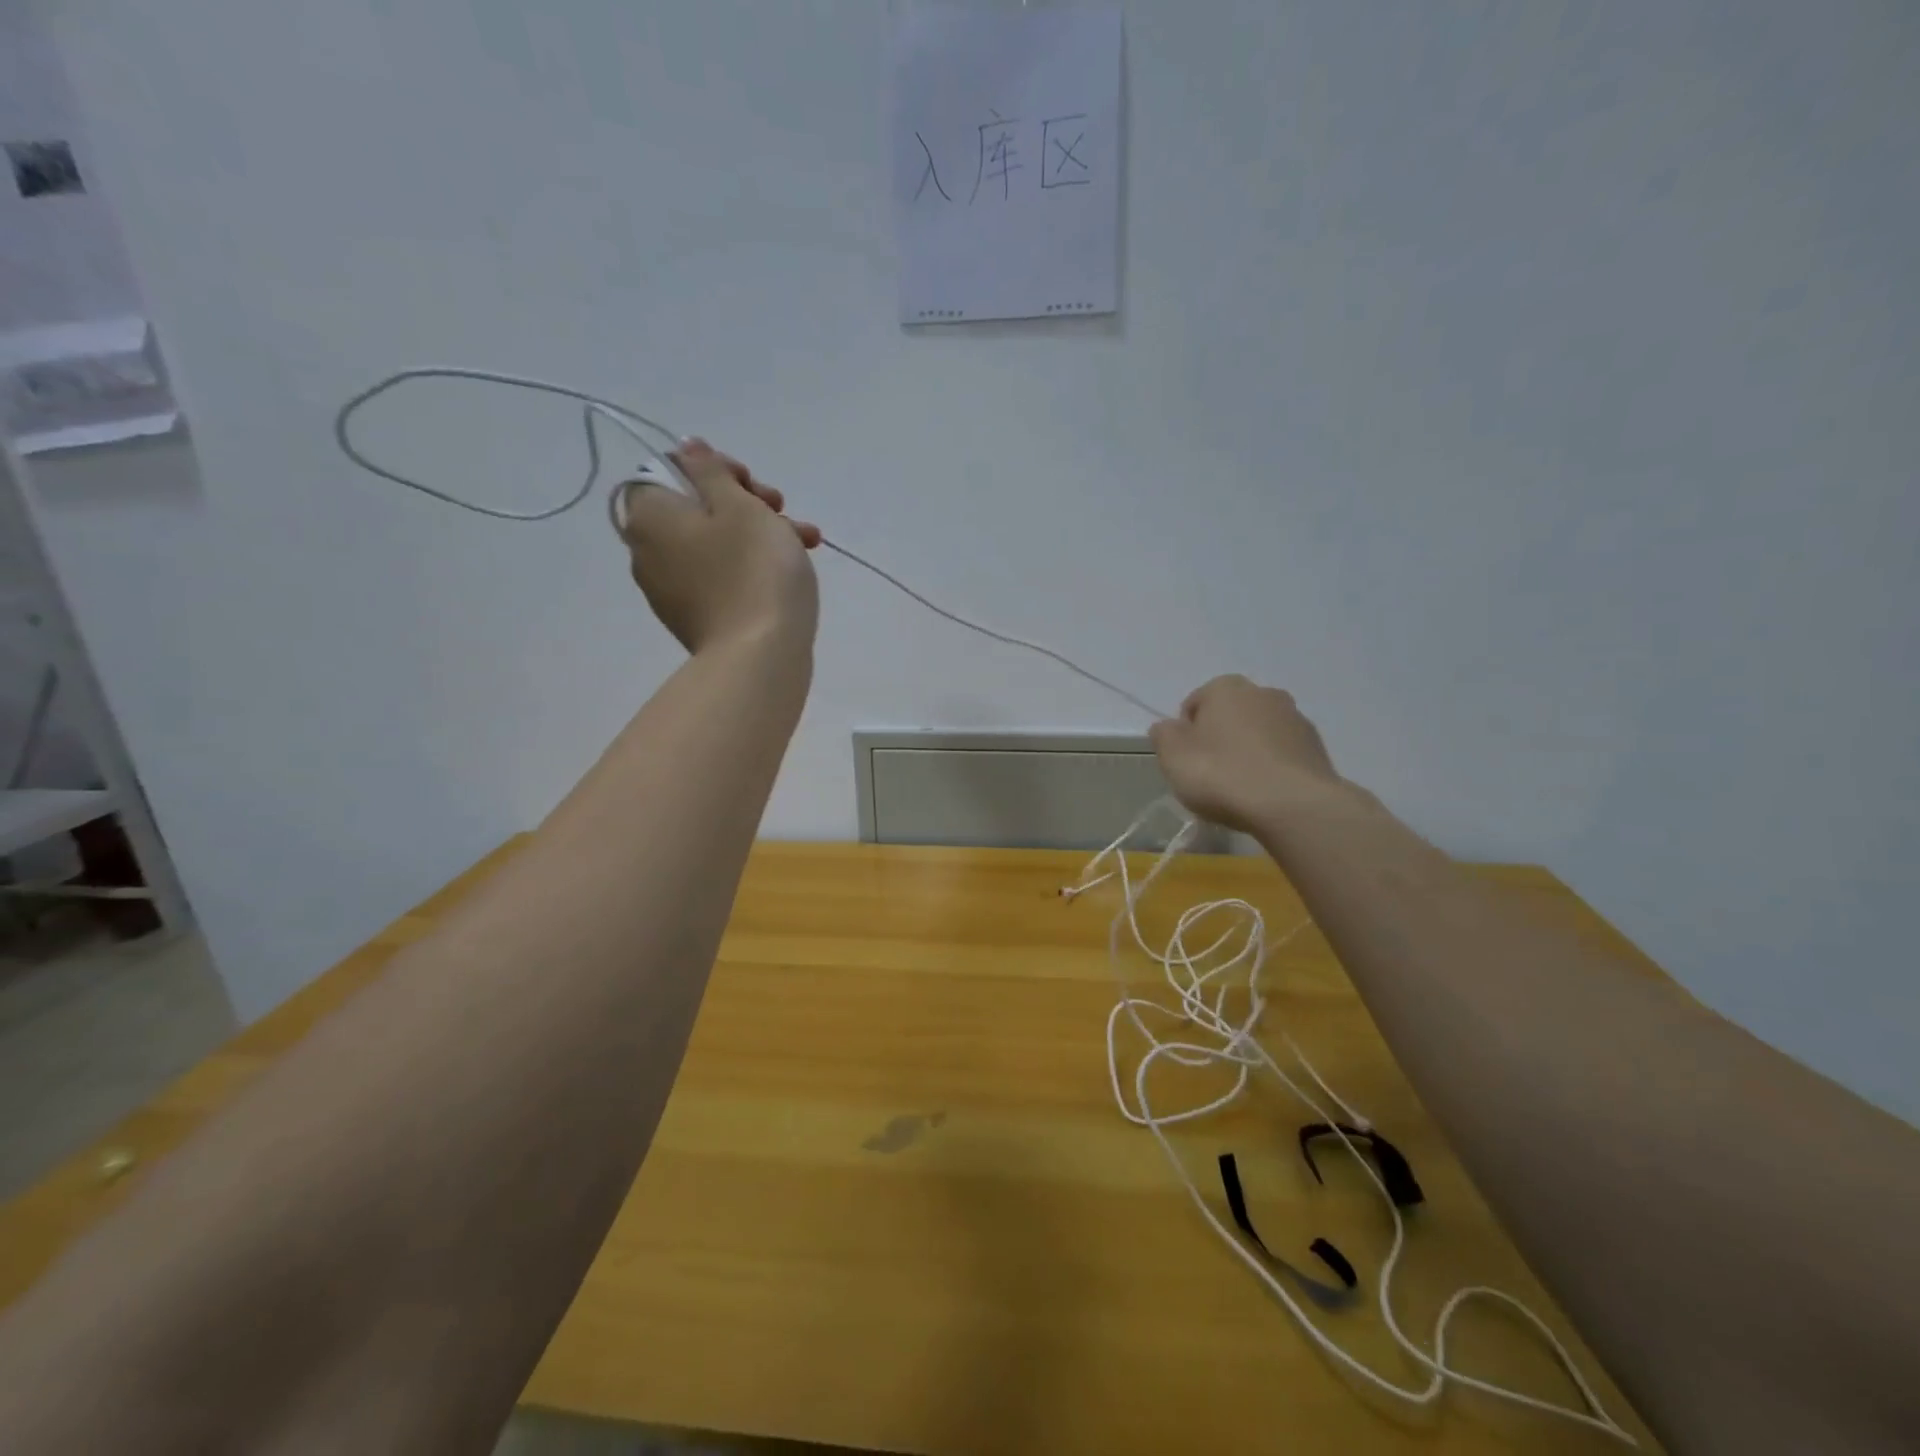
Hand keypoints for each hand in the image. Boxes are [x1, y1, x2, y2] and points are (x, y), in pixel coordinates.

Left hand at [616, 439, 820, 654]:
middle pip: (695, 507)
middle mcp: (647, 551)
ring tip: (806, 541)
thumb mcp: (740, 506)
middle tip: (782, 509)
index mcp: (648, 516)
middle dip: (746, 503)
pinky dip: (749, 565)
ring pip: (714, 543)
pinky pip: (720, 576)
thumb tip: (686, 448)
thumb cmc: (754, 570)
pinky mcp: (695, 617)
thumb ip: (711, 471)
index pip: (671, 470)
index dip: (716, 470)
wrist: (761, 656)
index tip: (752, 484)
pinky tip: (791, 569)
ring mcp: (670, 589)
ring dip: (758, 533)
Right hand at [1149, 675, 1348, 833]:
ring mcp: (1295, 718)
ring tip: (1241, 789)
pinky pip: (1283, 754)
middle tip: (1211, 775)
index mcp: (1225, 688)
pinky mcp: (1317, 747)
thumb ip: (1164, 735)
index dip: (1186, 734)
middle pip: (1230, 715)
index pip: (1195, 704)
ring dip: (1249, 752)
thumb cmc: (1222, 774)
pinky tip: (1266, 794)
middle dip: (1220, 738)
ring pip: (1259, 733)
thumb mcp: (1173, 757)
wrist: (1293, 805)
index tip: (1187, 762)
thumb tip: (1168, 727)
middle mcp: (1263, 693)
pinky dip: (1273, 767)